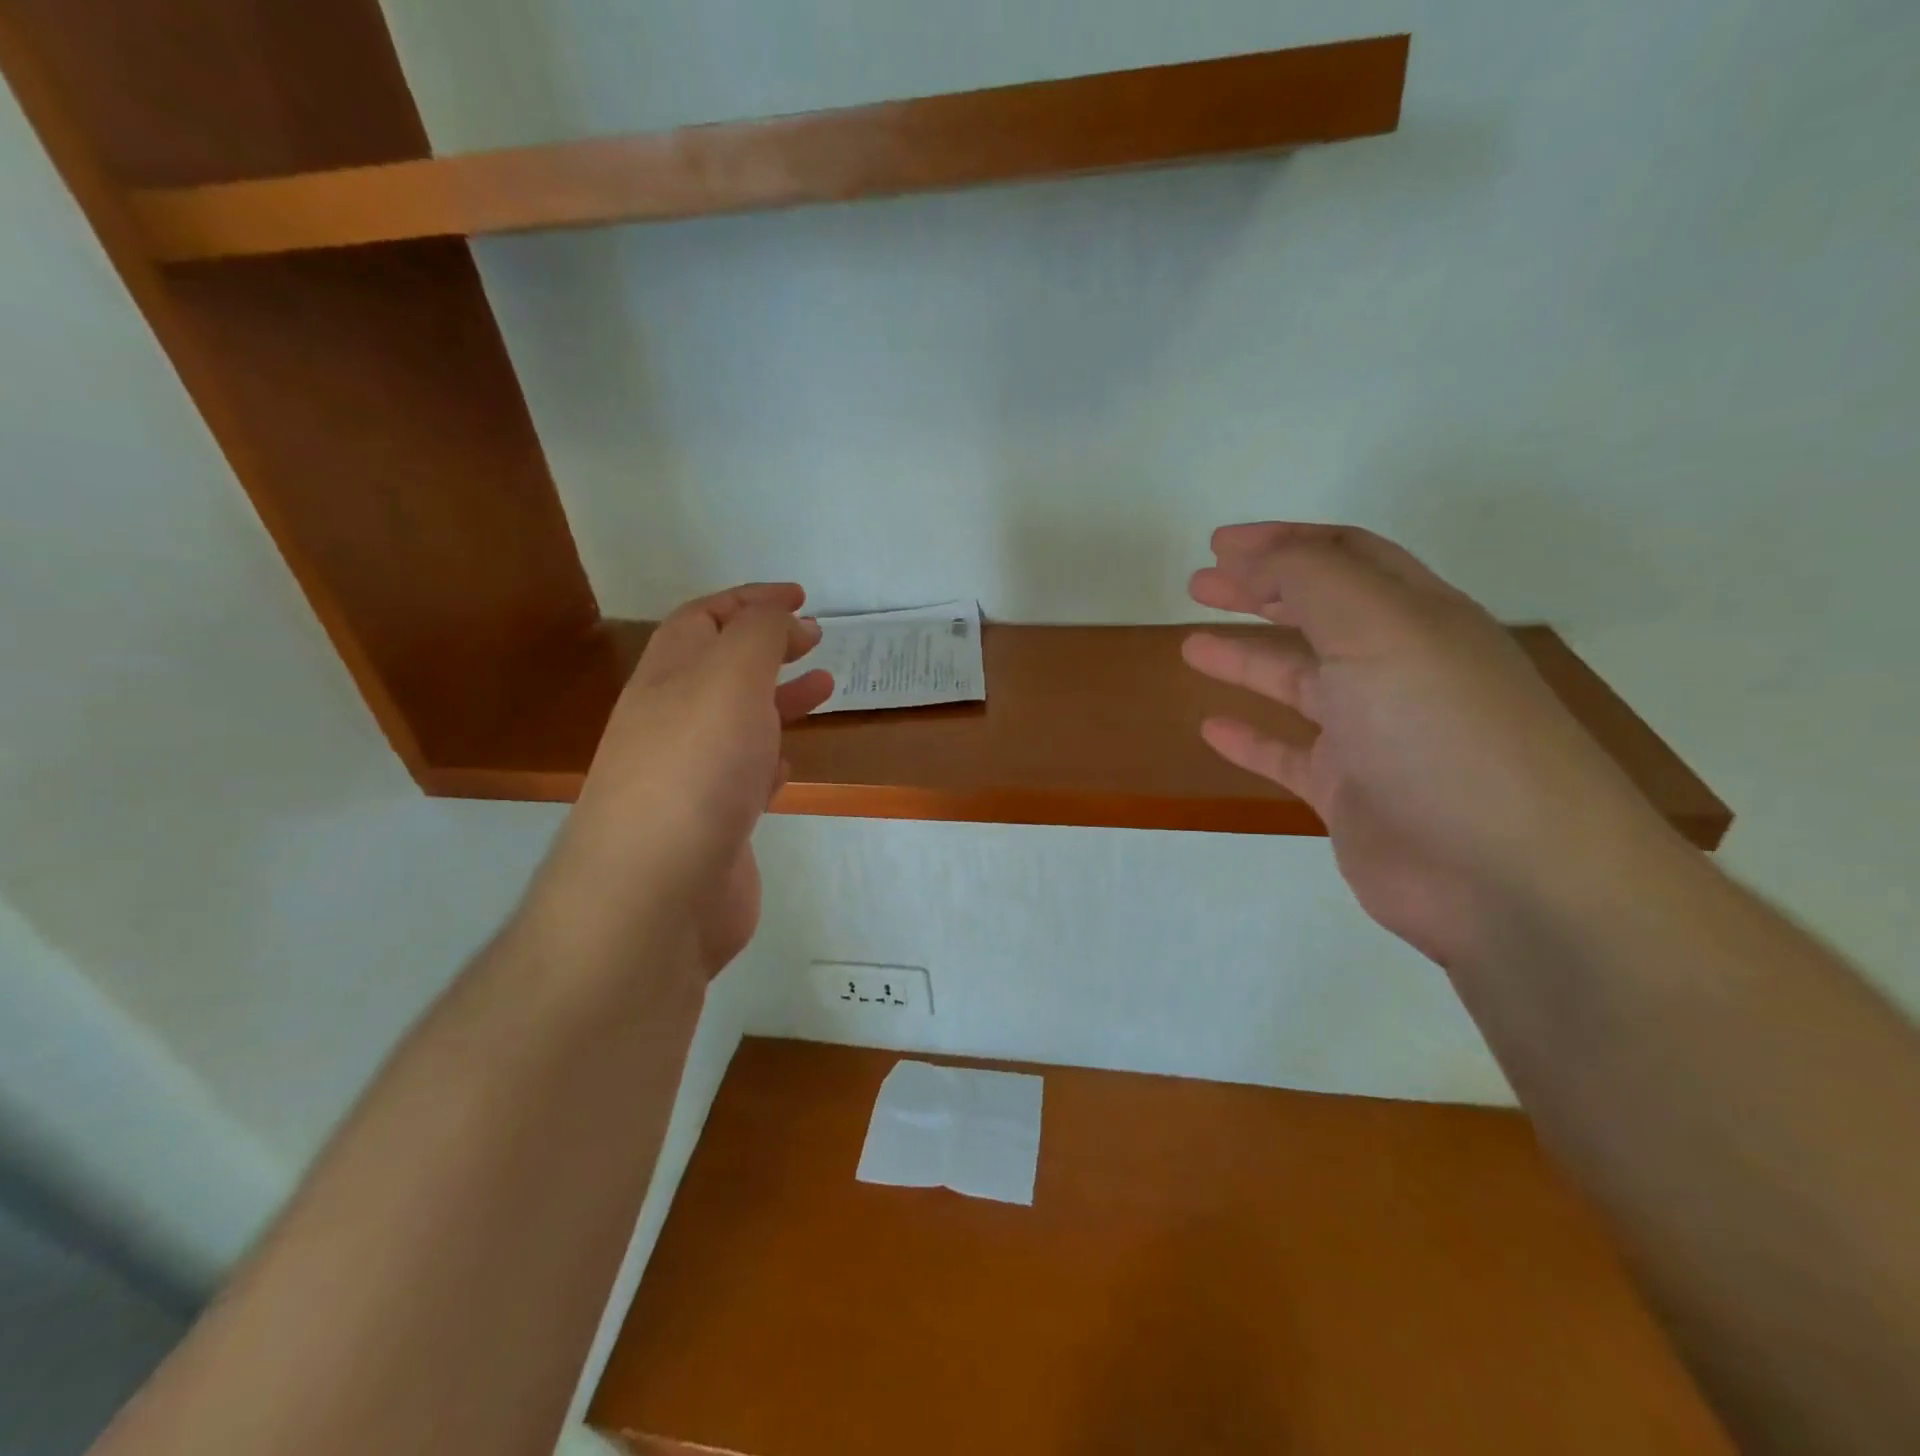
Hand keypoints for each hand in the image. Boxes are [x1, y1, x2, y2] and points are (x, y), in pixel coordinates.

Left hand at [530, 584, 831, 979]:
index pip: (704, 620)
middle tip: (814, 639)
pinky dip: (770, 758)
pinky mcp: (713, 826)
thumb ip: (756, 636)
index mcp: (667, 679)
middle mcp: (671, 722)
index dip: (750, 601)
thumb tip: (778, 618)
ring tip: (825, 687)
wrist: (655, 894)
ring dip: (778, 698)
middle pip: (719, 669)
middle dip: (767, 646)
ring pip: (738, 722)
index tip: (801, 598)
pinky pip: (743, 777)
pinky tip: (790, 761)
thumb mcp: (729, 677)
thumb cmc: (694, 770)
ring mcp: (690, 777)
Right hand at [1183, 524, 1679, 964]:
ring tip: (1191, 647)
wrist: (1507, 876)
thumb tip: (1256, 554)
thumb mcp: (1378, 628)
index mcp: (1417, 616)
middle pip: (1317, 613)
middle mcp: (1398, 668)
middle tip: (1198, 583)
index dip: (1281, 542)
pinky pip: (1289, 755)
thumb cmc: (1442, 733)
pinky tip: (1213, 728)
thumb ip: (1311, 579)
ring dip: (1247, 659)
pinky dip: (1250, 738)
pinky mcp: (1352, 794)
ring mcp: (1375, 734)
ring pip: (1299, 682)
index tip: (1218, 542)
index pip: (1344, 557)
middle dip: (1257, 592)